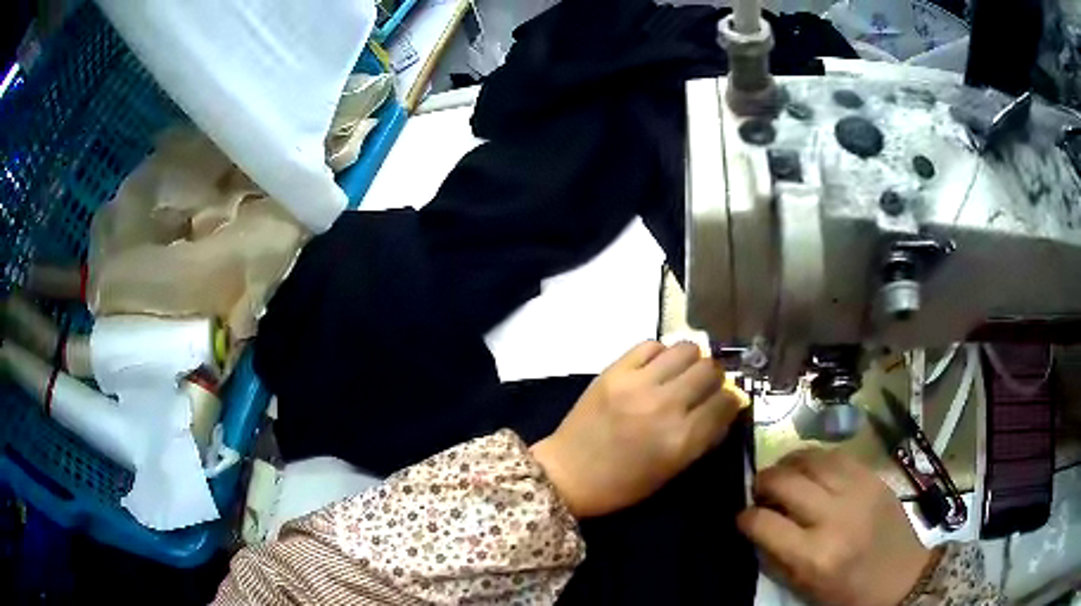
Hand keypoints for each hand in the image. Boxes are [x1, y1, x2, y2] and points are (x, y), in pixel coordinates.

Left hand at [530, 341, 742, 517]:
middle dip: (715, 377)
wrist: (567, 473)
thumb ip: (703, 439)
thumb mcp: (672, 471)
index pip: (726, 401)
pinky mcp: (614, 371)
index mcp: (681, 439)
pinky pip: (651, 344)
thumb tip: (727, 409)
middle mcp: (665, 405)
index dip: (733, 399)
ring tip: (681, 373)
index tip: (727, 401)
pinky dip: (660, 353)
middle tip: (705, 386)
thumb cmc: (622, 484)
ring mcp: (638, 384)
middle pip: (710, 369)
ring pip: (686, 349)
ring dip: (691, 360)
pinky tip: (655, 368)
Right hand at [738, 448, 932, 605]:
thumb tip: (756, 526)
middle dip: (763, 482)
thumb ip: (777, 557)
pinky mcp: (874, 478)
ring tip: (782, 473)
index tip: (742, 516)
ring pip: (811, 459)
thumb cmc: (847, 592)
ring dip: (788, 463)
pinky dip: (816, 458)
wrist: (901, 578)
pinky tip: (811, 467)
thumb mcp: (805, 587)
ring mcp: (858, 491)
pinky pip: (837, 455)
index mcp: (814, 555)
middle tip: (758, 489)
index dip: (745, 517)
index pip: (764, 523)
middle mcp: (835, 517)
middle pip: (785, 482)